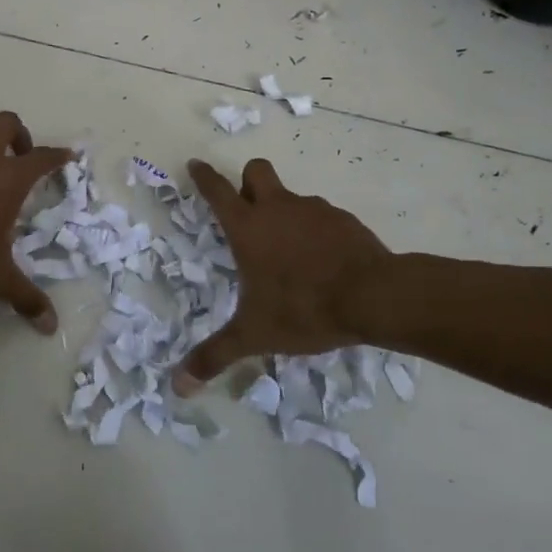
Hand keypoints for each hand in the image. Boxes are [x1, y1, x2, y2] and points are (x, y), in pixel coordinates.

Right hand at [173, 157, 395, 392]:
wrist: (374, 296)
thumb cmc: (303, 308)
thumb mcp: (254, 335)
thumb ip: (215, 355)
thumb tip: (177, 387)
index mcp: (248, 227)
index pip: (218, 190)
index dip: (204, 176)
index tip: (196, 165)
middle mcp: (277, 208)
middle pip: (256, 171)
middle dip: (248, 181)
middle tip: (249, 209)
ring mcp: (313, 210)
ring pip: (291, 196)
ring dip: (285, 212)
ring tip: (290, 252)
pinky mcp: (343, 220)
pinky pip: (321, 216)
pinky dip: (316, 231)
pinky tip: (323, 261)